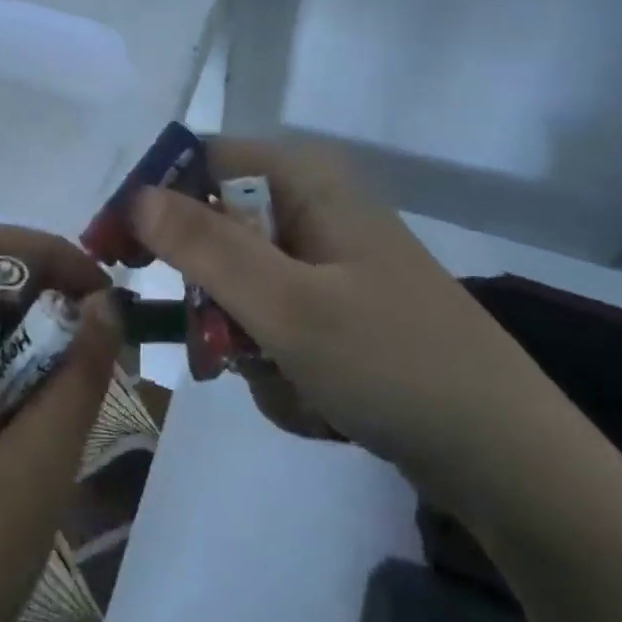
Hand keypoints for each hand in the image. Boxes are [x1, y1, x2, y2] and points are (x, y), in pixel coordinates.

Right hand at [132, 137, 574, 517]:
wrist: (510, 460)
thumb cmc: (393, 362)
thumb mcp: (285, 305)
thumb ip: (203, 245)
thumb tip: (135, 194)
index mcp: (303, 177)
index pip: (196, 161)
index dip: (148, 201)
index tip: (112, 256)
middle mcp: (312, 204)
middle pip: (215, 228)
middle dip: (212, 298)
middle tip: (215, 350)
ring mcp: (326, 258)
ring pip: (239, 286)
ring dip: (245, 342)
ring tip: (290, 385)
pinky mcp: (336, 306)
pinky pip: (272, 322)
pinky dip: (276, 362)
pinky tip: (317, 400)